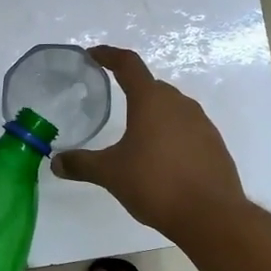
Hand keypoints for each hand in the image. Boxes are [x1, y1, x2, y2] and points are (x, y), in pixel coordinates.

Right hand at [52, 46, 246, 237]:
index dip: (108, 55)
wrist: (211, 215)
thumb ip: (82, 164)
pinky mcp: (214, 144)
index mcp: (151, 100)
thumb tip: (56, 163)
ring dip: (152, 113)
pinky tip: (161, 156)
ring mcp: (201, 123)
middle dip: (131, 88)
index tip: (93, 55)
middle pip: (151, 86)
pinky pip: (186, 128)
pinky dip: (170, 133)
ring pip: (171, 108)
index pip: (128, 64)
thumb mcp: (111, 174)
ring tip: (134, 132)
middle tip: (112, 98)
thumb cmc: (156, 184)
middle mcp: (179, 104)